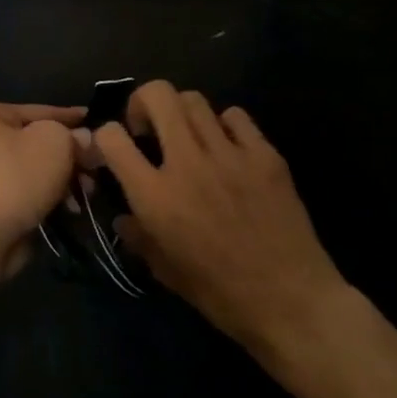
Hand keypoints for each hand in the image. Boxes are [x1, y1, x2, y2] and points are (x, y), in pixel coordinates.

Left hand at [0, 103, 85, 279]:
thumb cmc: (15, 177)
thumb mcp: (54, 142)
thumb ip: (73, 136)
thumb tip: (82, 140)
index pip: (37, 111)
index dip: (70, 118)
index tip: (95, 123)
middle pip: (35, 143)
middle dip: (69, 157)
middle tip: (95, 170)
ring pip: (33, 171)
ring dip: (63, 181)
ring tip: (86, 194)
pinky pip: (25, 195)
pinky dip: (47, 200)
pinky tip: (69, 211)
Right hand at [96, 81, 346, 351]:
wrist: (291, 302)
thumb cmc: (220, 294)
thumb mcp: (164, 270)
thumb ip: (137, 235)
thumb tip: (124, 215)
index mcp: (155, 196)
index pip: (112, 138)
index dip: (106, 135)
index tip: (115, 148)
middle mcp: (187, 164)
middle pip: (158, 95)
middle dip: (143, 101)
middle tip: (149, 128)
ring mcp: (229, 155)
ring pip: (195, 99)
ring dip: (182, 113)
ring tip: (188, 137)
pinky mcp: (265, 155)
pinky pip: (236, 116)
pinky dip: (224, 125)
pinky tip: (228, 148)